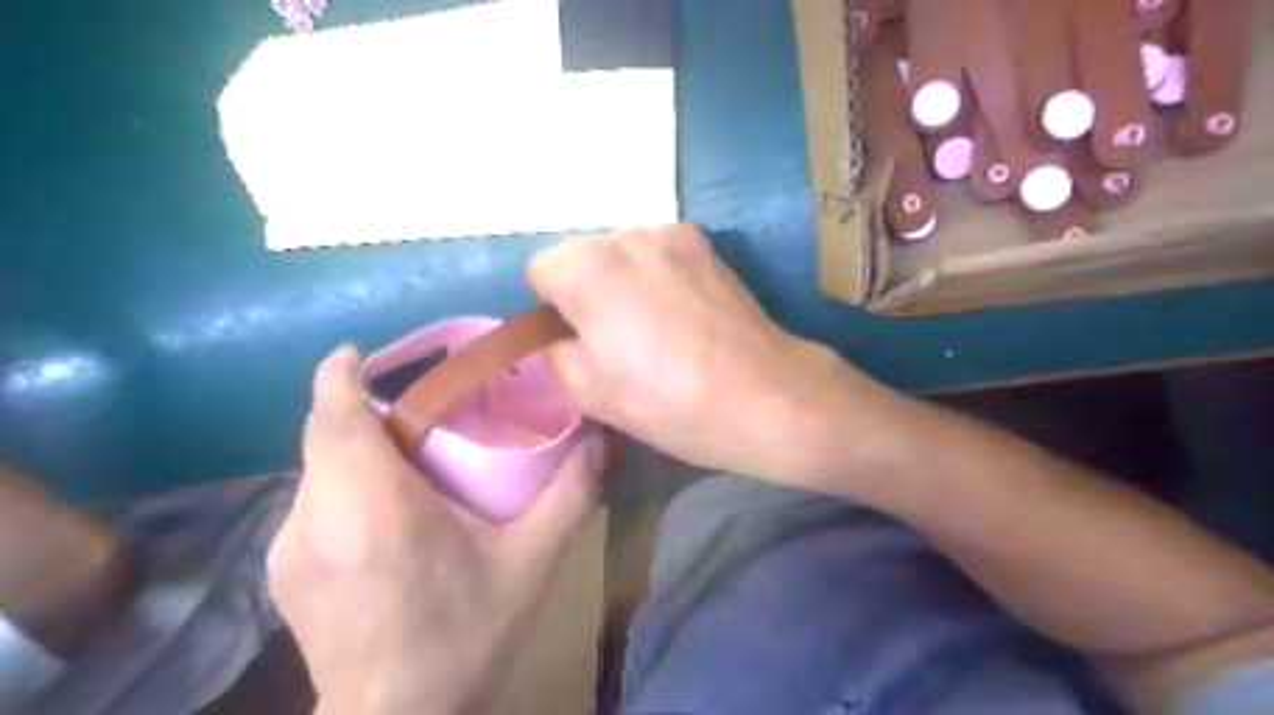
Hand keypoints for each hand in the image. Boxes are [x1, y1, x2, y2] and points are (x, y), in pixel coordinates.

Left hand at [268, 346, 604, 713]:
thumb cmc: (464, 636)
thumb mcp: (532, 564)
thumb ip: (569, 496)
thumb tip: (597, 440)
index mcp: (374, 507)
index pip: (333, 414)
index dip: (340, 372)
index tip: (361, 352)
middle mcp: (317, 517)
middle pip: (324, 432)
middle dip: (361, 405)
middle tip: (415, 404)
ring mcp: (289, 547)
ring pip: (316, 466)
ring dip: (353, 446)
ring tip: (406, 454)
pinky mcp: (281, 572)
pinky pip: (312, 500)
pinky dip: (343, 482)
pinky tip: (384, 510)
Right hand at [529, 223, 892, 484]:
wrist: (762, 395)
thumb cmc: (667, 400)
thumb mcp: (588, 391)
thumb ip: (555, 351)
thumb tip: (560, 334)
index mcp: (588, 268)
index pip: (541, 269)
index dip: (553, 307)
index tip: (578, 340)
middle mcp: (627, 235)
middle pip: (584, 256)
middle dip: (588, 290)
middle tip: (617, 340)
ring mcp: (673, 234)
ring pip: (624, 254)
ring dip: (625, 281)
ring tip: (656, 328)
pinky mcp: (708, 246)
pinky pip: (661, 256)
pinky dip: (659, 277)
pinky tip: (685, 314)